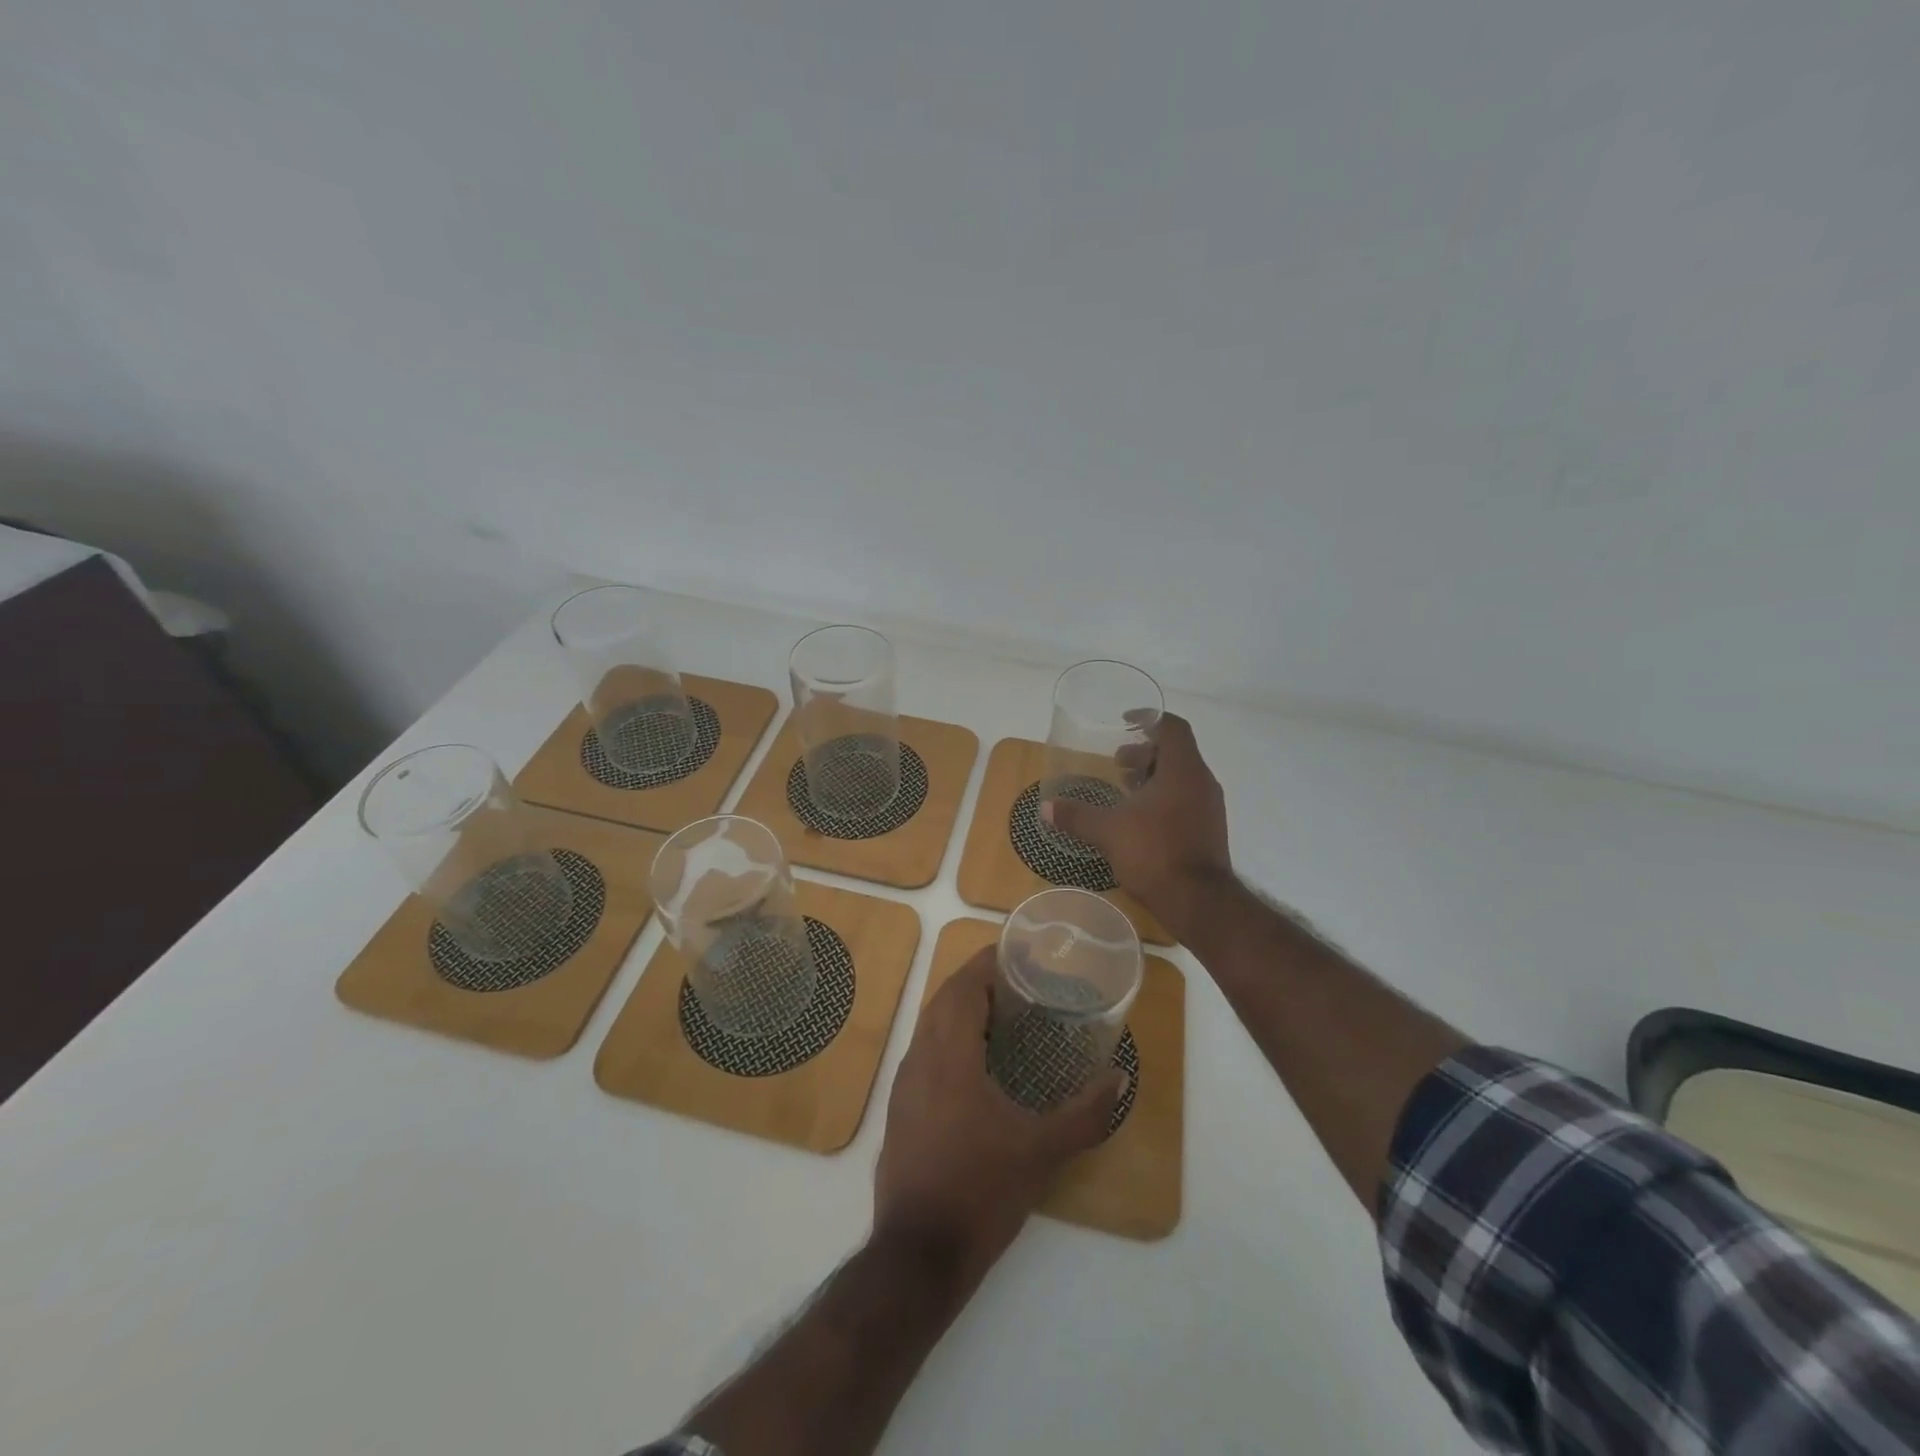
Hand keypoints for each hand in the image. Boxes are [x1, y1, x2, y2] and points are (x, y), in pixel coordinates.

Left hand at [873, 949, 1126, 1292]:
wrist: (918, 1254)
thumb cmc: (981, 1191)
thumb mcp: (1041, 1152)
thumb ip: (1084, 1114)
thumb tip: (1119, 1080)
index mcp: (950, 1056)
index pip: (964, 987)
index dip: (987, 962)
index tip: (1017, 952)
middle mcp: (920, 1058)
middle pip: (944, 998)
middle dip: (976, 980)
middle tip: (1018, 980)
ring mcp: (904, 1083)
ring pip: (930, 1024)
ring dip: (960, 1008)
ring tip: (1002, 1014)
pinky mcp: (900, 1107)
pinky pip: (924, 1050)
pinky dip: (948, 1036)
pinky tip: (975, 1062)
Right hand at [1042, 712, 1232, 939]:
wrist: (1199, 902)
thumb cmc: (1155, 853)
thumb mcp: (1108, 831)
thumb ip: (1077, 816)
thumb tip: (1045, 808)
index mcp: (1182, 770)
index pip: (1172, 727)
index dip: (1148, 719)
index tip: (1124, 723)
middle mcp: (1201, 782)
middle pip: (1176, 752)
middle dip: (1145, 753)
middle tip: (1117, 763)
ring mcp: (1209, 807)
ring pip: (1181, 777)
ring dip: (1153, 777)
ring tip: (1125, 789)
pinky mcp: (1209, 830)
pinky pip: (1186, 799)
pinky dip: (1163, 798)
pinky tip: (1140, 819)